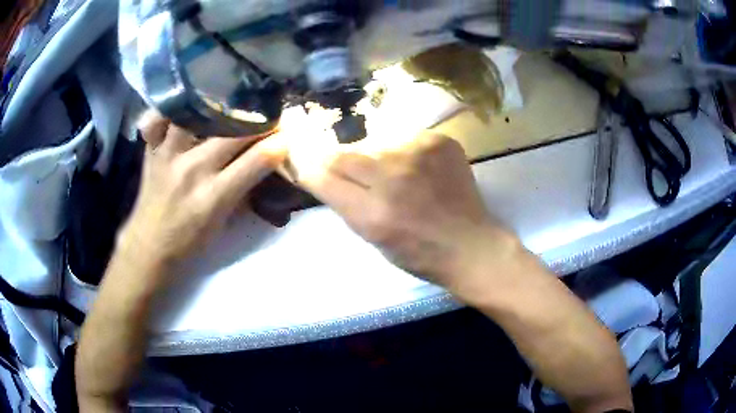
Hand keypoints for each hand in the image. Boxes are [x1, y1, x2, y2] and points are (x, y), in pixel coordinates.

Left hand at [120, 112, 285, 270]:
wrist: (150, 246)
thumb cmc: (190, 241)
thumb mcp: (223, 222)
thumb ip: (243, 188)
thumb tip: (264, 159)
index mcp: (214, 197)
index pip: (256, 160)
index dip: (278, 143)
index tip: (285, 135)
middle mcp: (192, 170)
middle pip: (233, 132)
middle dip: (257, 121)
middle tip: (265, 116)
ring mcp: (168, 156)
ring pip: (196, 115)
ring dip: (216, 106)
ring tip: (227, 101)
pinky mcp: (151, 151)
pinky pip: (157, 120)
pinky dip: (169, 112)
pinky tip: (181, 109)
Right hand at [299, 131, 521, 292]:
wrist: (470, 245)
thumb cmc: (418, 254)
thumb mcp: (371, 238)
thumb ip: (344, 202)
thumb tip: (319, 168)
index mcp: (372, 214)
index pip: (320, 175)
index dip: (307, 165)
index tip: (303, 159)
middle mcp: (392, 178)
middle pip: (341, 154)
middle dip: (336, 162)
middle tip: (353, 174)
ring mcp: (418, 154)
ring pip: (371, 143)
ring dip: (371, 157)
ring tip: (391, 176)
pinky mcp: (438, 141)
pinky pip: (401, 137)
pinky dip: (399, 151)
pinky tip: (415, 169)